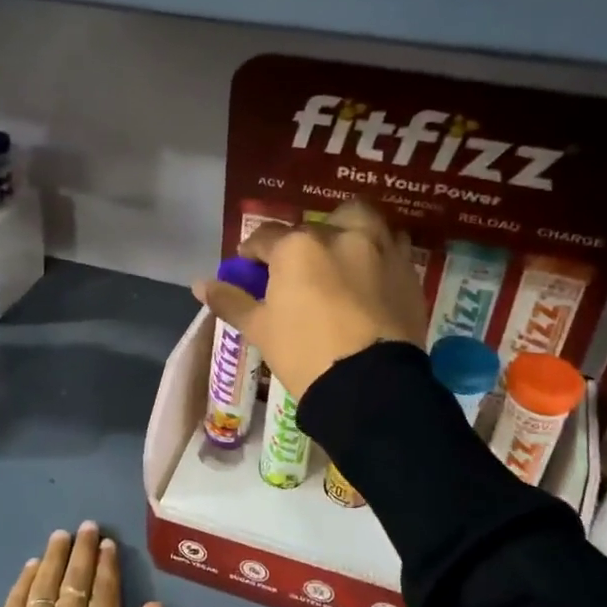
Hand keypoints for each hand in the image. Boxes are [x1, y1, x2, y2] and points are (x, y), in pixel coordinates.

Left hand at [0, 523, 163, 606]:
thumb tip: (154, 605)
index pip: (106, 589)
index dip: (107, 564)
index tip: (107, 542)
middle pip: (76, 577)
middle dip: (83, 550)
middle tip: (86, 526)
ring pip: (46, 581)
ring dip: (55, 556)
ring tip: (60, 535)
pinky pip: (17, 599)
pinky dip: (26, 579)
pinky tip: (31, 565)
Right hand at [192, 201, 425, 401]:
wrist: (369, 386)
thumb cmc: (304, 353)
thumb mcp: (260, 328)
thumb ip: (230, 301)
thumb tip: (199, 284)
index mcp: (296, 247)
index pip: (265, 238)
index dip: (252, 253)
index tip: (249, 268)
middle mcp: (339, 235)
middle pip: (313, 226)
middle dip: (301, 241)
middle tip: (297, 269)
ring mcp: (379, 248)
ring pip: (359, 221)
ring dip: (344, 231)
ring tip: (338, 258)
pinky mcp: (407, 269)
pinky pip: (391, 245)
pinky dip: (377, 251)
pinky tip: (369, 274)